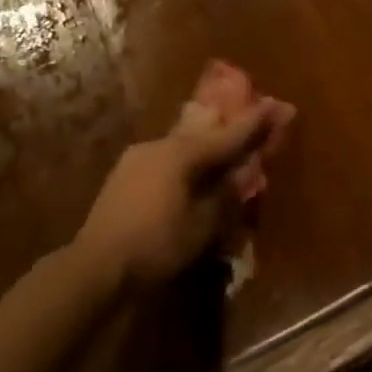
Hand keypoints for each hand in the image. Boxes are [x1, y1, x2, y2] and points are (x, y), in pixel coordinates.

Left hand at [72, 98, 277, 287]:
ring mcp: (138, 157)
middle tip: (254, 118)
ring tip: (226, 147)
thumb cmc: (156, 245)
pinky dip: (187, 159)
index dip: (255, 121)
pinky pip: (167, 157)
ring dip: (207, 144)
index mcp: (182, 153)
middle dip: (230, 126)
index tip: (278, 104)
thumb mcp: (202, 224)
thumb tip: (244, 171)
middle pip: (204, 130)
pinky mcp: (125, 174)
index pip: (229, 133)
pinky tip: (193, 171)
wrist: (94, 267)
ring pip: (183, 143)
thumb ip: (226, 193)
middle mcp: (160, 145)